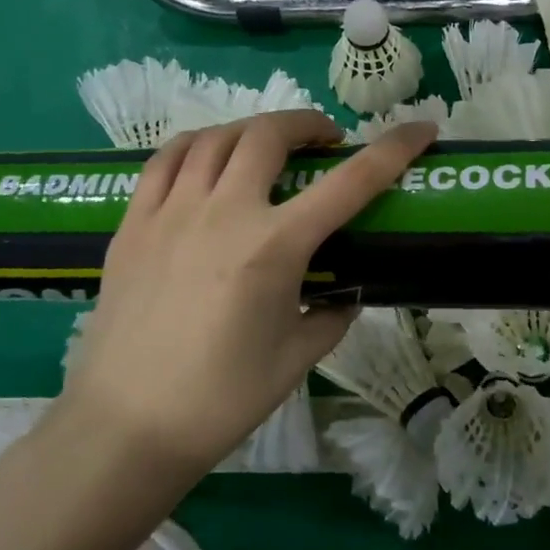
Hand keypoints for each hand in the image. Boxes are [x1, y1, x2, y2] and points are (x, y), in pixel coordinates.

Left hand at [61, 110, 438, 474]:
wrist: (127, 426)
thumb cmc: (221, 398)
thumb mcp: (297, 358)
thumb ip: (332, 315)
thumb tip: (344, 294)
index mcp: (274, 247)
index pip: (350, 182)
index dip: (393, 149)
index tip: (421, 129)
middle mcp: (224, 213)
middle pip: (269, 135)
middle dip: (308, 124)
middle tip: (324, 142)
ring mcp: (171, 212)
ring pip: (215, 136)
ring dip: (253, 130)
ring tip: (266, 147)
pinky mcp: (133, 223)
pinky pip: (164, 160)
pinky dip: (196, 145)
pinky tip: (207, 159)